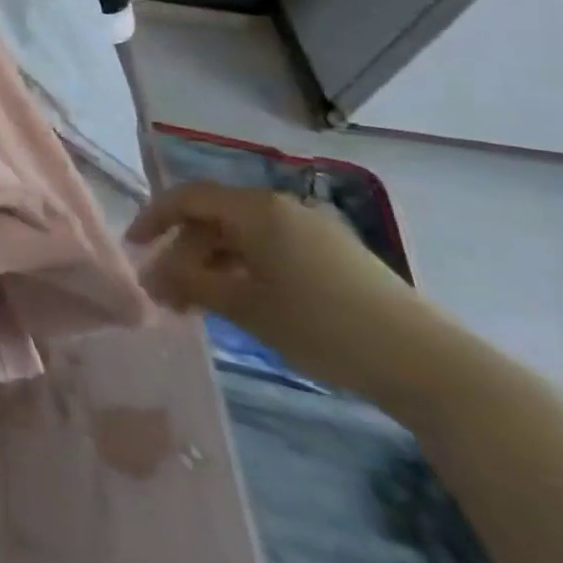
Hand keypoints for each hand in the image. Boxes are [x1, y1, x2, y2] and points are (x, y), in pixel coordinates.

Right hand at [126, 182, 440, 399]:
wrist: (429, 365)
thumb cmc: (322, 326)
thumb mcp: (245, 307)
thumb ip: (191, 284)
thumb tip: (153, 276)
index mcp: (256, 209)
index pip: (187, 197)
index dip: (153, 218)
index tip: (133, 248)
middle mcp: (281, 207)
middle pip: (214, 218)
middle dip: (184, 252)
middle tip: (167, 293)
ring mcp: (313, 229)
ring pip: (242, 236)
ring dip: (213, 264)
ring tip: (200, 305)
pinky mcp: (336, 255)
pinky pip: (271, 249)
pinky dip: (245, 269)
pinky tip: (243, 302)